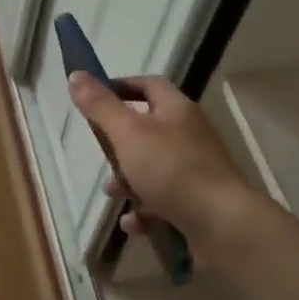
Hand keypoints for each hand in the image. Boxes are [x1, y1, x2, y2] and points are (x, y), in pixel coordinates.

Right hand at [67, 72, 256, 247]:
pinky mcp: (198, 201)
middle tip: (100, 153)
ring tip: (112, 193)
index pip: (149, 84)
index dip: (122, 86)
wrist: (222, 224)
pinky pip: (164, 200)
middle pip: (149, 129)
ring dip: (129, 180)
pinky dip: (145, 209)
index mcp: (177, 110)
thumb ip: (101, 106)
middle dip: (120, 143)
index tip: (95, 97)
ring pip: (154, 167)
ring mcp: (196, 170)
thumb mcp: (128, 134)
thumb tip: (76, 75)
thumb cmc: (171, 170)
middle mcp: (190, 135)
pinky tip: (132, 223)